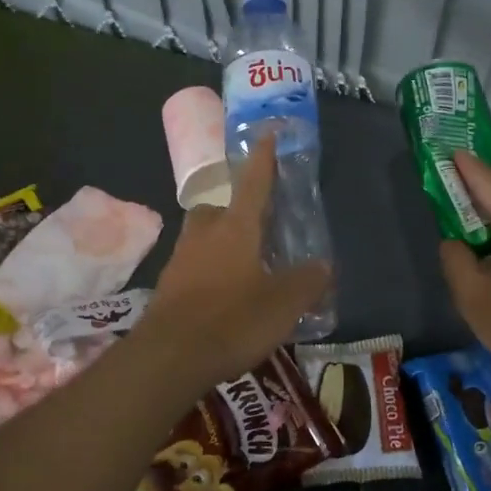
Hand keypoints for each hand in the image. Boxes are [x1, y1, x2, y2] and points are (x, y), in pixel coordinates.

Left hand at [145, 138, 329, 385]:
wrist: (169, 357)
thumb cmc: (232, 321)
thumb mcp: (283, 304)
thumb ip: (306, 282)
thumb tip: (323, 266)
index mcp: (235, 228)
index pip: (253, 183)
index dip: (263, 159)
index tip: (266, 133)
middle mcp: (204, 235)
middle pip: (218, 208)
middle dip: (235, 208)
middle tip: (255, 223)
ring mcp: (180, 260)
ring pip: (202, 237)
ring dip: (219, 240)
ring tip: (242, 263)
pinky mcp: (167, 287)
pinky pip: (192, 266)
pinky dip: (208, 270)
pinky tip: (222, 294)